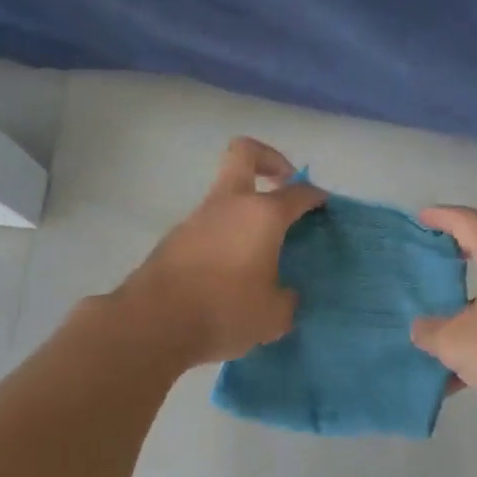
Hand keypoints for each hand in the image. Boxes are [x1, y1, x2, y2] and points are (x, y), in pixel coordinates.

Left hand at [115, 138, 325, 367]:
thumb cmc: (224, 311)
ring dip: (245, 210)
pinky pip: (210, 225)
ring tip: (261, 251)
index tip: (323, 204)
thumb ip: (286, 300)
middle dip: (270, 160)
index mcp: (262, 215)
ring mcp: (198, 218)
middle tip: (284, 185)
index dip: (315, 195)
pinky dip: (226, 236)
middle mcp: (230, 205)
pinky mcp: (176, 238)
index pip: (297, 193)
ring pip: (226, 194)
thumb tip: (284, 295)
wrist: (153, 323)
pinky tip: (232, 272)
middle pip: (245, 154)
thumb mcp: (273, 317)